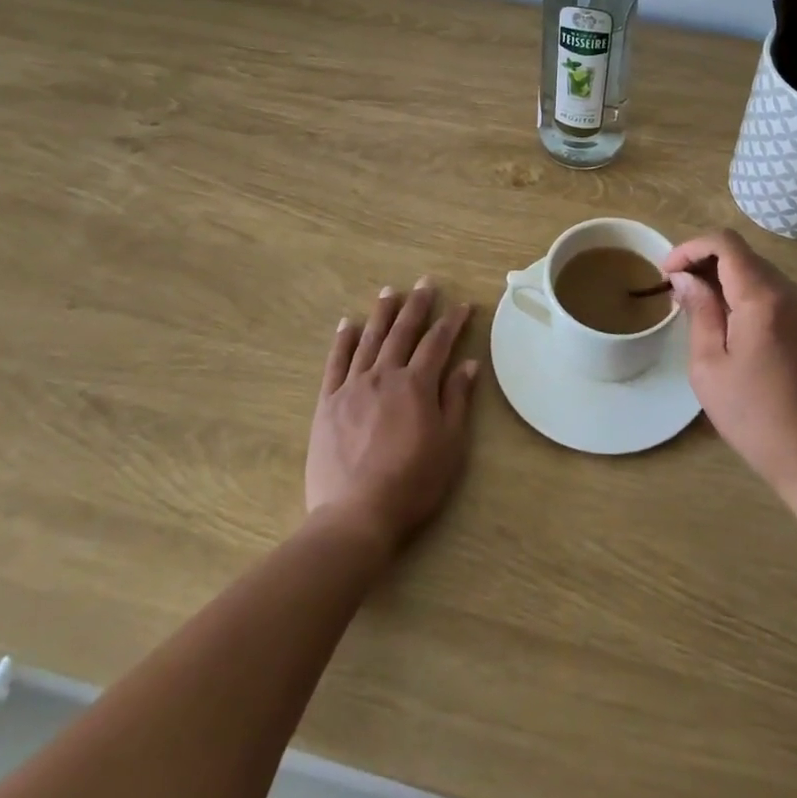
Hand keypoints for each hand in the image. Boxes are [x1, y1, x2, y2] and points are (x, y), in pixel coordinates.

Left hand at [306, 278, 479, 554]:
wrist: (356, 515)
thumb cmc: (412, 483)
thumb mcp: (449, 445)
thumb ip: (456, 400)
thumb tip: (468, 364)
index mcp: (417, 385)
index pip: (438, 343)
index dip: (452, 322)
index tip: (463, 305)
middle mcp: (385, 376)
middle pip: (403, 332)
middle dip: (417, 305)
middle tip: (426, 282)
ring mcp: (352, 387)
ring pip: (369, 340)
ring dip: (381, 314)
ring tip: (390, 291)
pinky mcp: (328, 403)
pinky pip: (335, 364)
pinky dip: (342, 341)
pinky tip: (346, 324)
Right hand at [664, 231, 796, 508]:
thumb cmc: (761, 422)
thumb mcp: (711, 370)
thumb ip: (700, 314)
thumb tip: (686, 278)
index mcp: (765, 299)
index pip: (725, 243)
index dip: (690, 248)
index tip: (668, 274)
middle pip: (746, 258)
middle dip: (708, 267)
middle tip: (682, 298)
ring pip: (766, 279)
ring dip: (733, 286)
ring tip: (711, 321)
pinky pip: (786, 300)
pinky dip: (758, 303)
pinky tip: (746, 338)